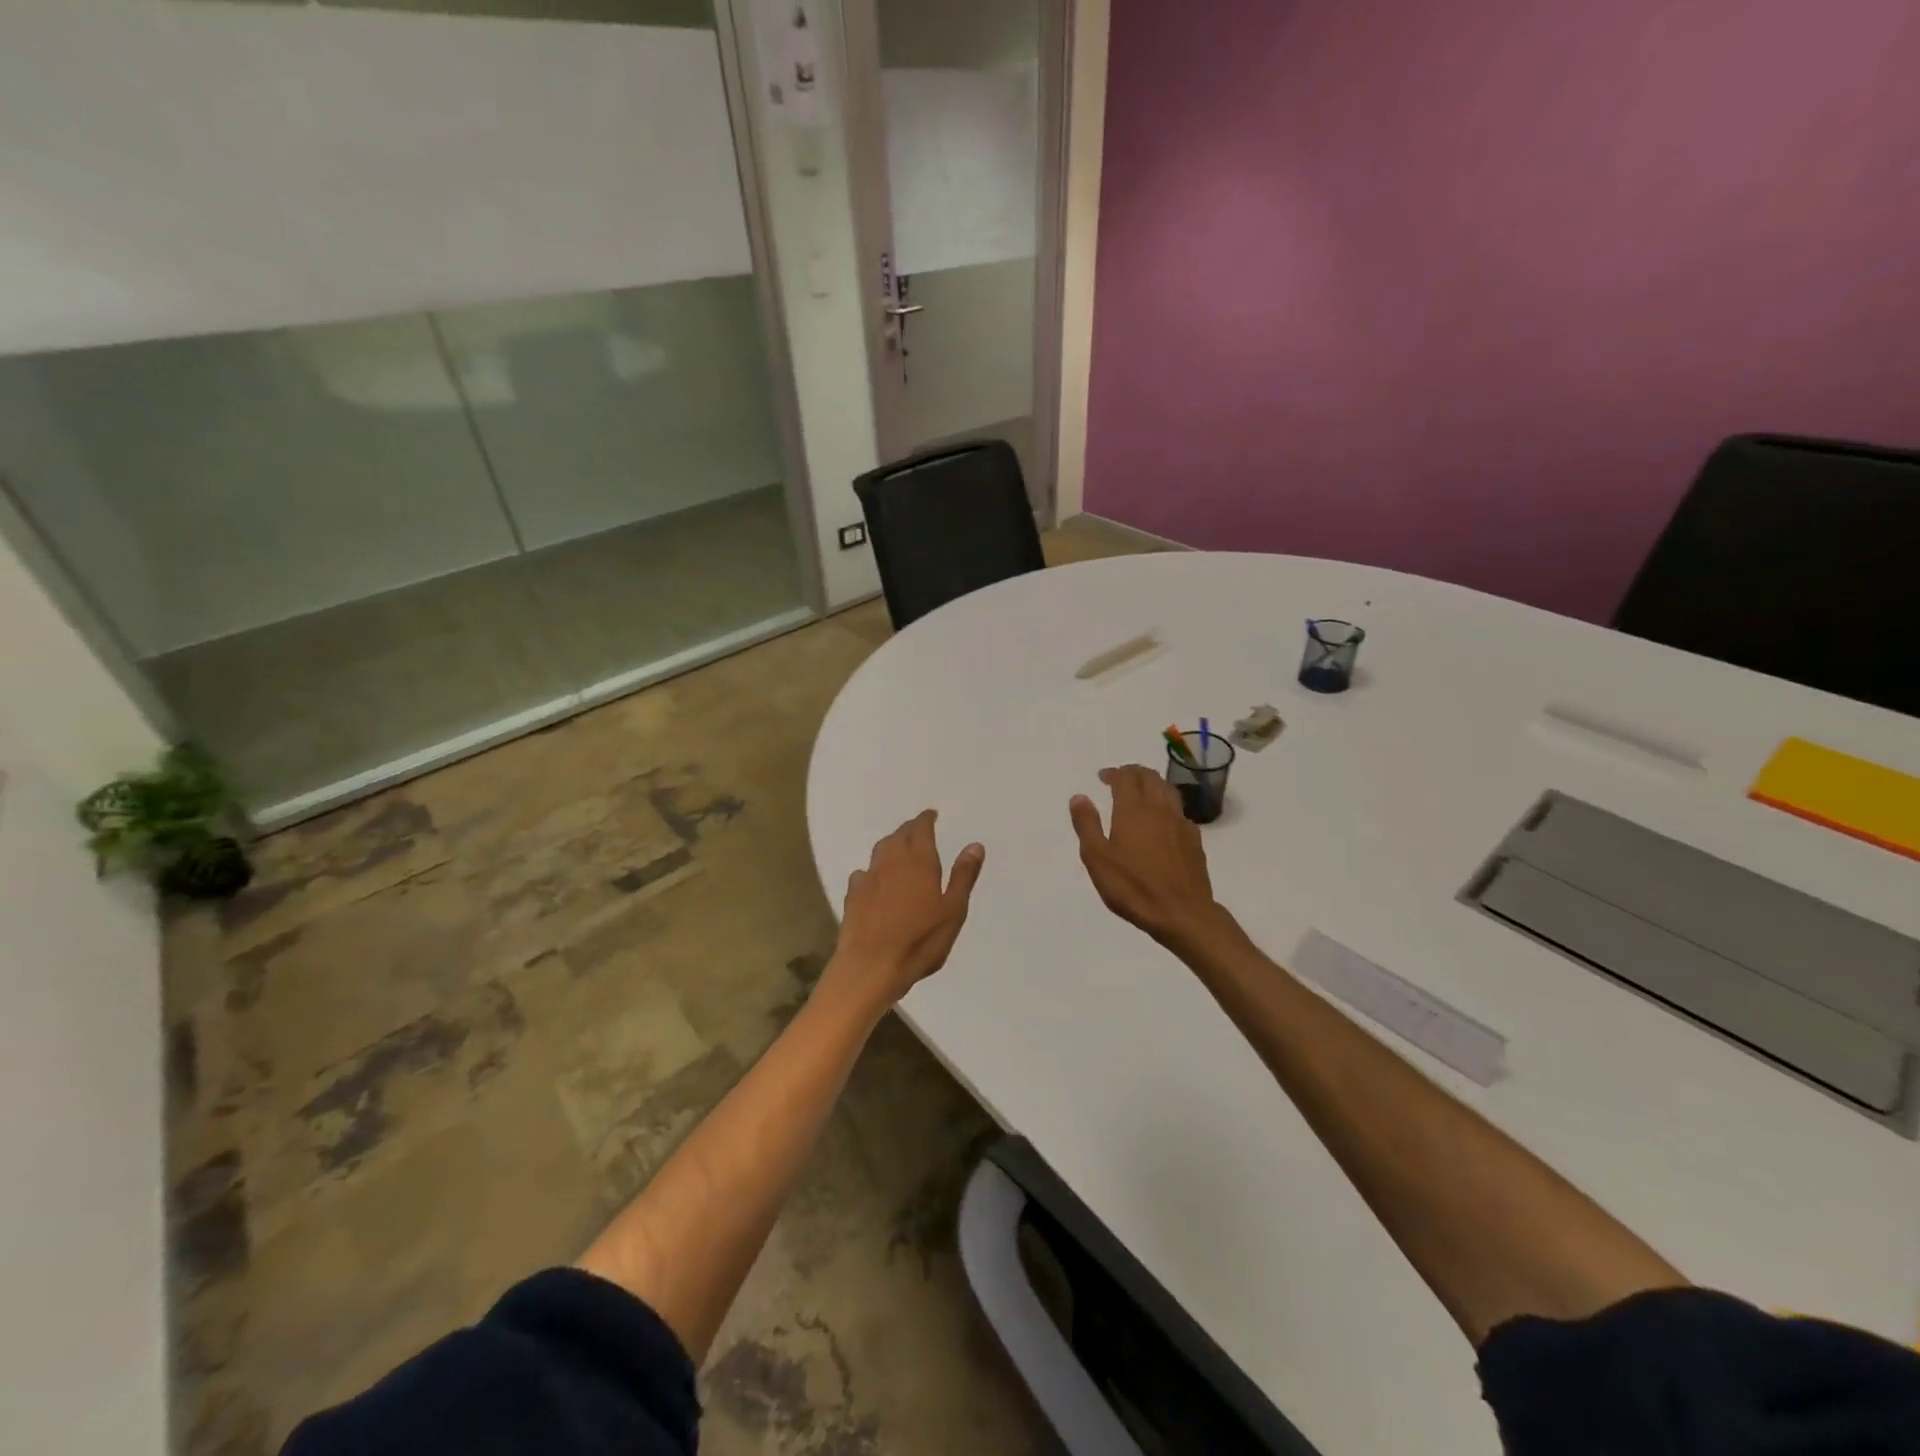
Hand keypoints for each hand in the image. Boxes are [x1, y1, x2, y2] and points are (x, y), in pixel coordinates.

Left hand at [824, 810, 984, 1013]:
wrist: (871, 966)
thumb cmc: (920, 940)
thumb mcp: (953, 911)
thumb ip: (963, 876)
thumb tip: (974, 844)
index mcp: (919, 861)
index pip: (921, 829)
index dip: (926, 819)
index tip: (931, 814)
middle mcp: (891, 861)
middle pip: (898, 835)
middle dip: (909, 829)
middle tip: (918, 829)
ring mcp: (869, 878)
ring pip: (879, 850)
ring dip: (890, 844)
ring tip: (898, 847)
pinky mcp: (853, 896)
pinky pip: (863, 873)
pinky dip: (872, 869)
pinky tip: (874, 879)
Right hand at [1070, 765, 1227, 949]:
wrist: (1182, 913)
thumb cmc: (1133, 887)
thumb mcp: (1097, 858)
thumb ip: (1087, 825)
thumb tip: (1079, 797)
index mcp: (1133, 810)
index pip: (1125, 777)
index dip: (1113, 773)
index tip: (1103, 777)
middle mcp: (1159, 808)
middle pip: (1149, 777)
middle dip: (1133, 772)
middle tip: (1120, 778)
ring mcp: (1180, 823)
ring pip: (1168, 790)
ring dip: (1152, 783)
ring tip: (1142, 791)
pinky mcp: (1194, 839)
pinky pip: (1179, 810)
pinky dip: (1167, 804)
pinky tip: (1162, 820)